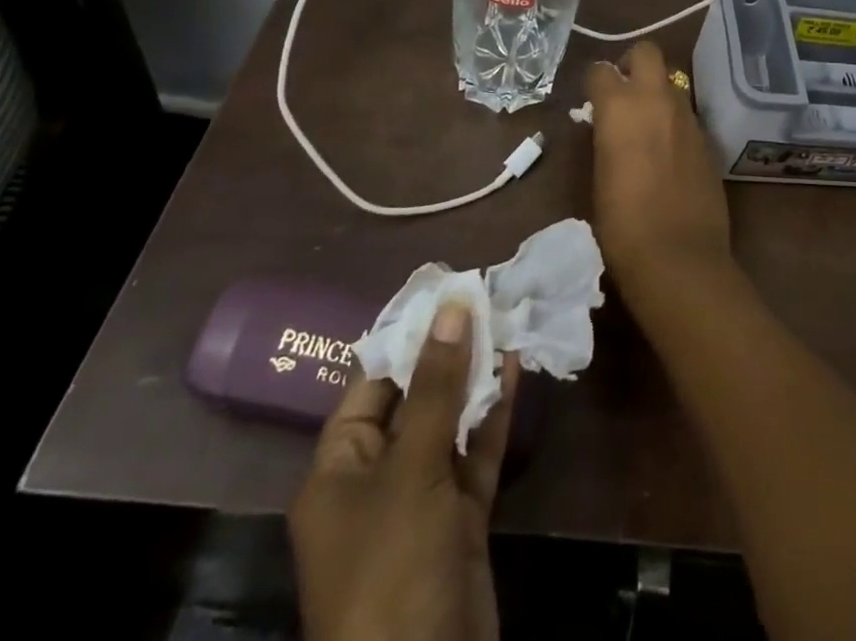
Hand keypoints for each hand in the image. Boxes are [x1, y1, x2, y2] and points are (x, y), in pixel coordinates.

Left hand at [289, 302, 517, 640]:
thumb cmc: (393, 569)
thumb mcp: (412, 470)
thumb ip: (437, 387)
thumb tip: (453, 305)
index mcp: (339, 469)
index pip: (371, 382)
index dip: (408, 333)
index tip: (446, 287)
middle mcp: (376, 479)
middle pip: (415, 399)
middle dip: (449, 350)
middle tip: (486, 292)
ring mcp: (420, 502)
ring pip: (450, 424)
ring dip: (477, 377)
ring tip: (507, 318)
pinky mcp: (459, 521)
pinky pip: (475, 455)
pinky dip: (494, 415)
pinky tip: (516, 369)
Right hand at [585, 41, 732, 294]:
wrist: (679, 257)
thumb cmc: (622, 224)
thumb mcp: (599, 175)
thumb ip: (605, 138)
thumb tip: (606, 125)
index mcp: (620, 106)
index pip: (601, 70)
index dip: (595, 82)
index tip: (592, 98)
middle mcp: (656, 99)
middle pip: (647, 52)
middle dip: (633, 62)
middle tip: (624, 90)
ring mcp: (687, 116)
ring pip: (672, 81)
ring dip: (657, 91)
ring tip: (648, 122)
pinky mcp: (708, 137)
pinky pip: (687, 113)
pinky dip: (675, 120)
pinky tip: (669, 149)